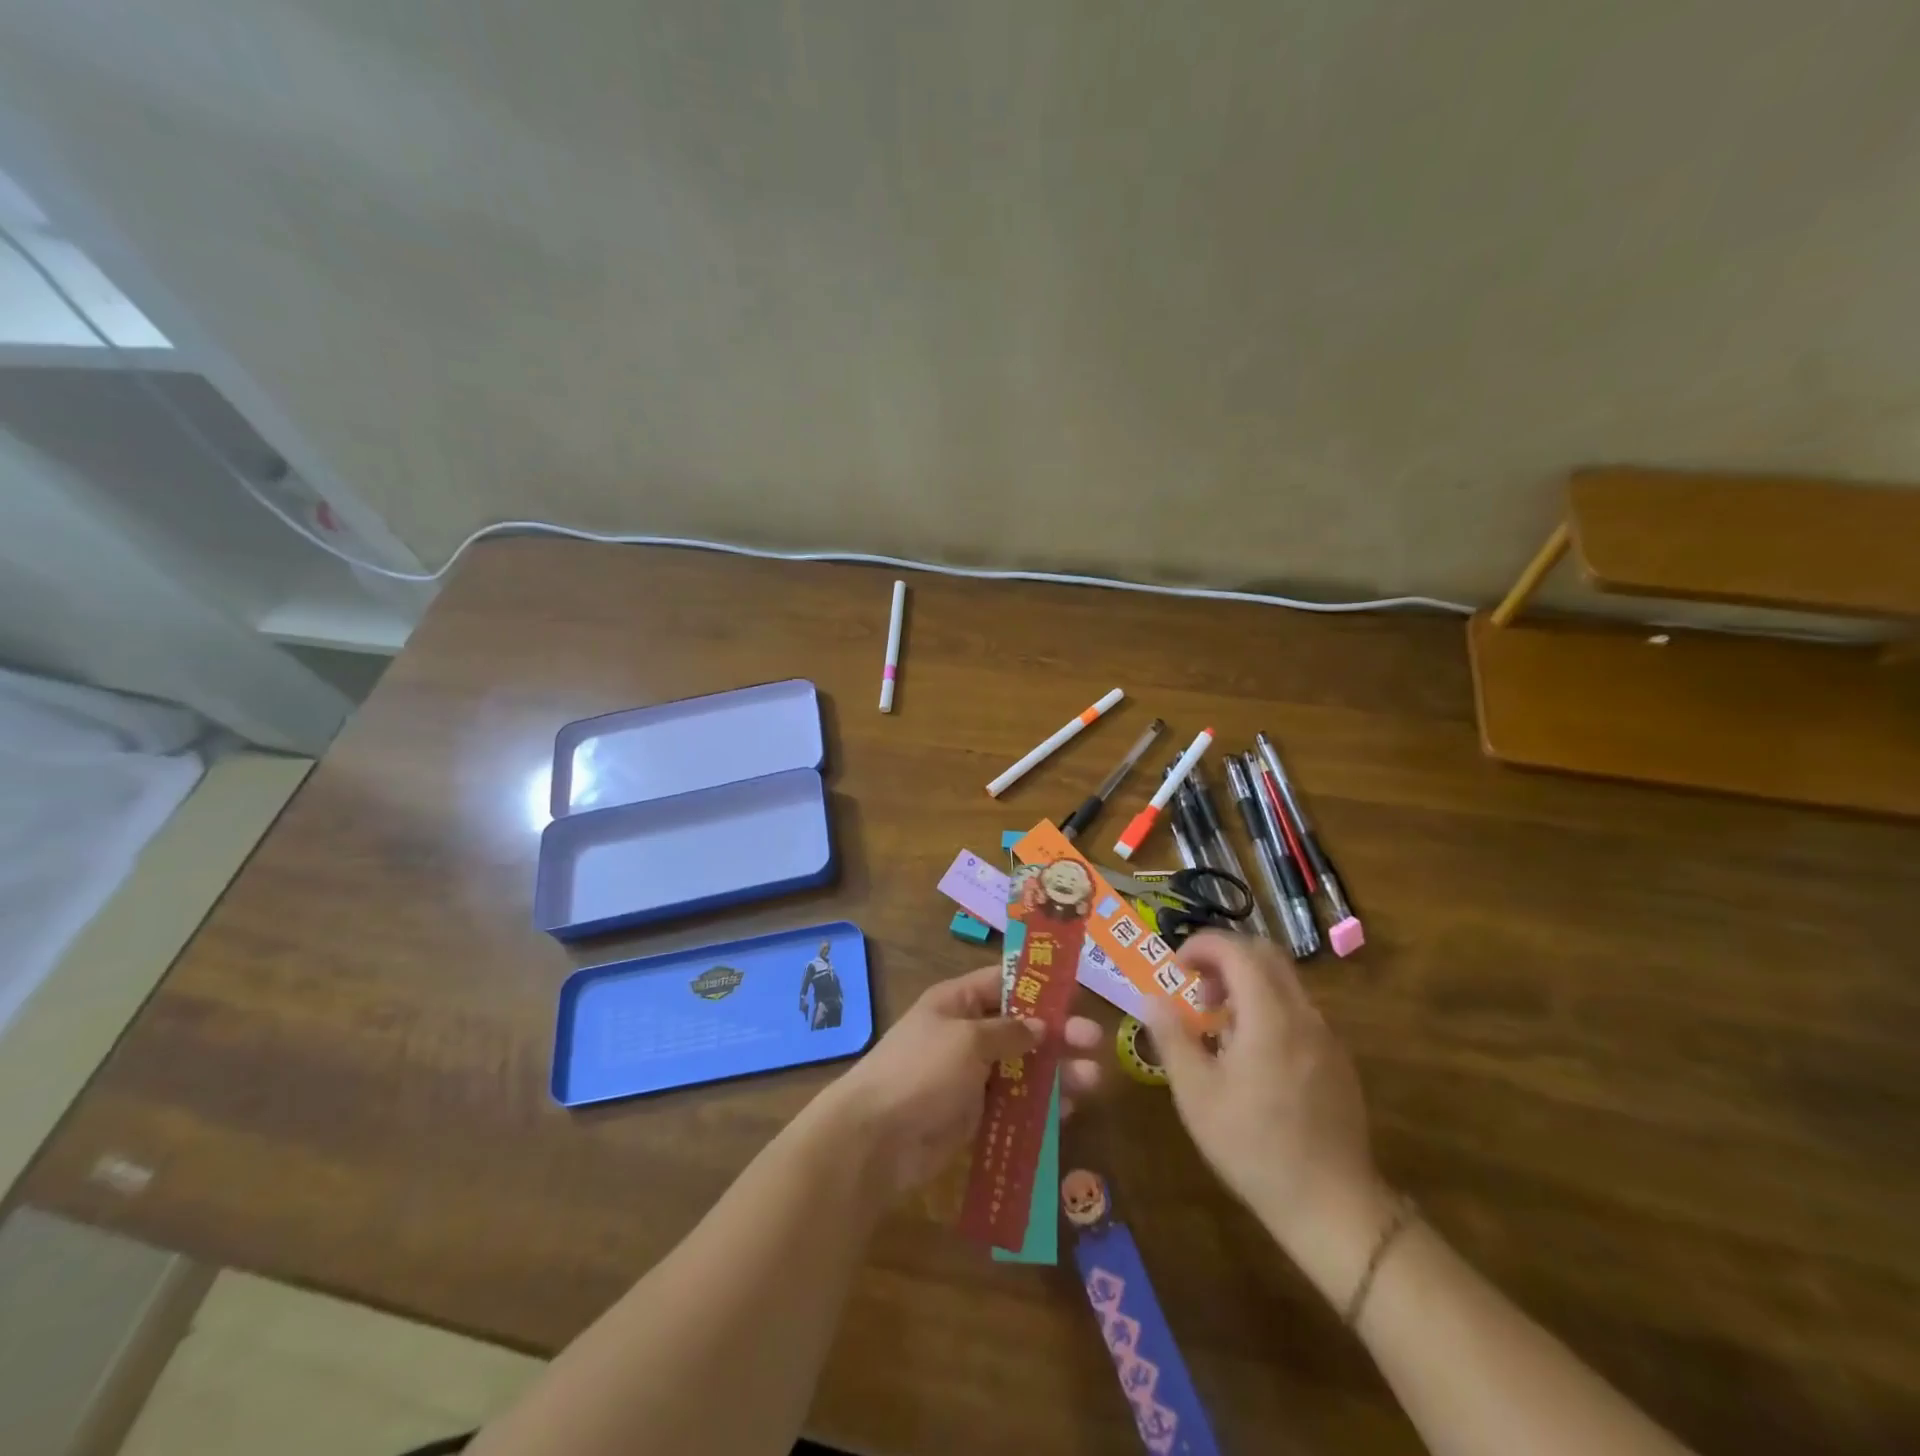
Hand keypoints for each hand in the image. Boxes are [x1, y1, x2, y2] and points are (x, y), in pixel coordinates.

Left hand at [823, 965, 1102, 1199]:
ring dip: (1057, 1072)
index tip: (1076, 992)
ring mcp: (971, 1076)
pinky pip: (1015, 1104)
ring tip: (1093, 1080)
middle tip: (1094, 1040)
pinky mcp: (975, 1115)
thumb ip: (1009, 1032)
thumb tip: (1040, 1027)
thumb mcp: (966, 1040)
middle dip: (1058, 1033)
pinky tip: (1070, 1110)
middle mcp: (966, 1034)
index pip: (1003, 982)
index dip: (1039, 985)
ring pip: (1024, 1068)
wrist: (875, 1140)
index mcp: (957, 1002)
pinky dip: (1041, 1106)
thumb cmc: (920, 1071)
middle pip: (1021, 1027)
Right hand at [1147, 932, 1386, 1262]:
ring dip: (1246, 983)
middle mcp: (1303, 1015)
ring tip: (1218, 1025)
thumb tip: (1151, 997)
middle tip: (1196, 990)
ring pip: (1284, 982)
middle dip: (1225, 958)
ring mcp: (1326, 1037)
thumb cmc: (1253, 1147)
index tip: (1176, 967)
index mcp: (1269, 1016)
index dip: (1202, 945)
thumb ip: (1172, 1037)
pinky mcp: (1337, 1061)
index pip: (1237, 950)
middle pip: (1265, 955)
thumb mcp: (1196, 1094)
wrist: (1333, 1207)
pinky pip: (1298, 1011)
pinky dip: (1267, 1008)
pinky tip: (1251, 1055)